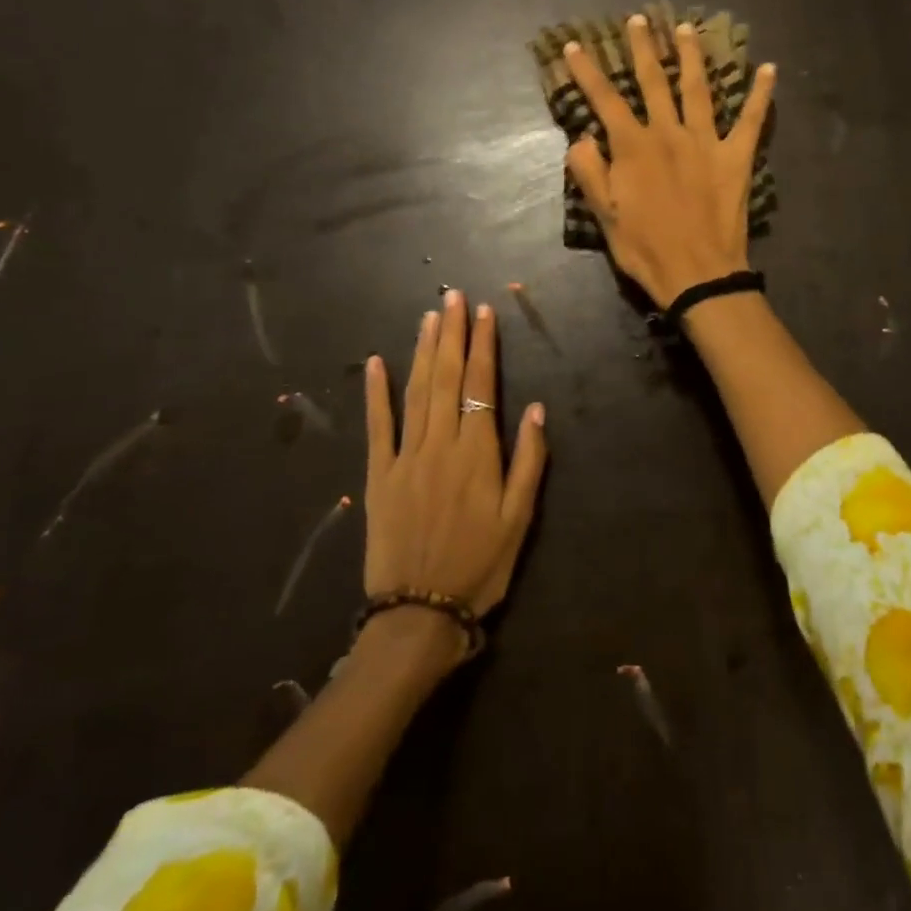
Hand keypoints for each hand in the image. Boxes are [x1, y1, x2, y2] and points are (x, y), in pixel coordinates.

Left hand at [363, 290, 547, 620]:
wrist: (419, 613)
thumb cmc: (480, 566)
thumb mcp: (519, 521)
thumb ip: (528, 462)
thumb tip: (534, 409)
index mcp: (477, 453)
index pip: (480, 385)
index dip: (483, 346)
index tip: (485, 313)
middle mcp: (440, 444)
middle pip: (446, 378)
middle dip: (451, 334)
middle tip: (453, 296)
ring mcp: (405, 457)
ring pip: (415, 392)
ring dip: (422, 351)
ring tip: (429, 316)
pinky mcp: (378, 475)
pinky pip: (377, 427)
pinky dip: (376, 393)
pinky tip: (378, 362)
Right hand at [564, 13, 775, 308]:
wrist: (698, 274)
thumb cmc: (646, 248)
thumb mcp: (604, 216)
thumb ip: (590, 172)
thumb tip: (582, 137)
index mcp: (634, 147)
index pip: (605, 100)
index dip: (588, 71)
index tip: (574, 45)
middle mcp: (670, 133)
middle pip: (654, 81)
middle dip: (644, 49)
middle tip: (640, 20)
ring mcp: (707, 142)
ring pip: (698, 88)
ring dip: (692, 56)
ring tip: (688, 28)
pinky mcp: (737, 157)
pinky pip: (753, 119)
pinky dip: (761, 93)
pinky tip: (770, 68)